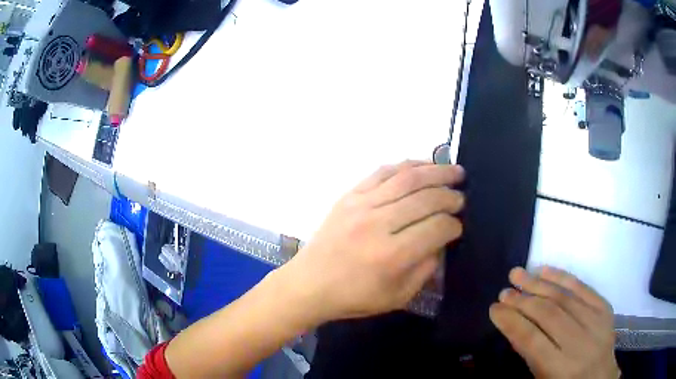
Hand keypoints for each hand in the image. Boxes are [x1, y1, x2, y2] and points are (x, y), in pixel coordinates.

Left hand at [285, 161, 464, 323]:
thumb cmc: (354, 296)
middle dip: (450, 196)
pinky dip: (407, 165)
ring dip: (436, 171)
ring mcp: (361, 205)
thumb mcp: (398, 296)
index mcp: (392, 256)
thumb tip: (441, 240)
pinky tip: (423, 165)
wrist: (309, 283)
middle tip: (462, 197)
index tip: (459, 226)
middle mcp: (378, 224)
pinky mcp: (349, 195)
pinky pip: (383, 172)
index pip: (437, 228)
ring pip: (407, 178)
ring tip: (455, 170)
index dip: (454, 225)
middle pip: (426, 198)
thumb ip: (425, 269)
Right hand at [490, 267, 619, 378]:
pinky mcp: (605, 309)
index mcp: (560, 368)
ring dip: (539, 284)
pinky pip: (584, 288)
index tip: (494, 309)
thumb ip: (529, 355)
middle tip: (504, 291)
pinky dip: (563, 277)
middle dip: (522, 301)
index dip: (511, 322)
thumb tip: (514, 325)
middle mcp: (579, 344)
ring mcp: (596, 323)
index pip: (531, 340)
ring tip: (518, 273)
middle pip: (548, 315)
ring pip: (565, 298)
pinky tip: (546, 270)